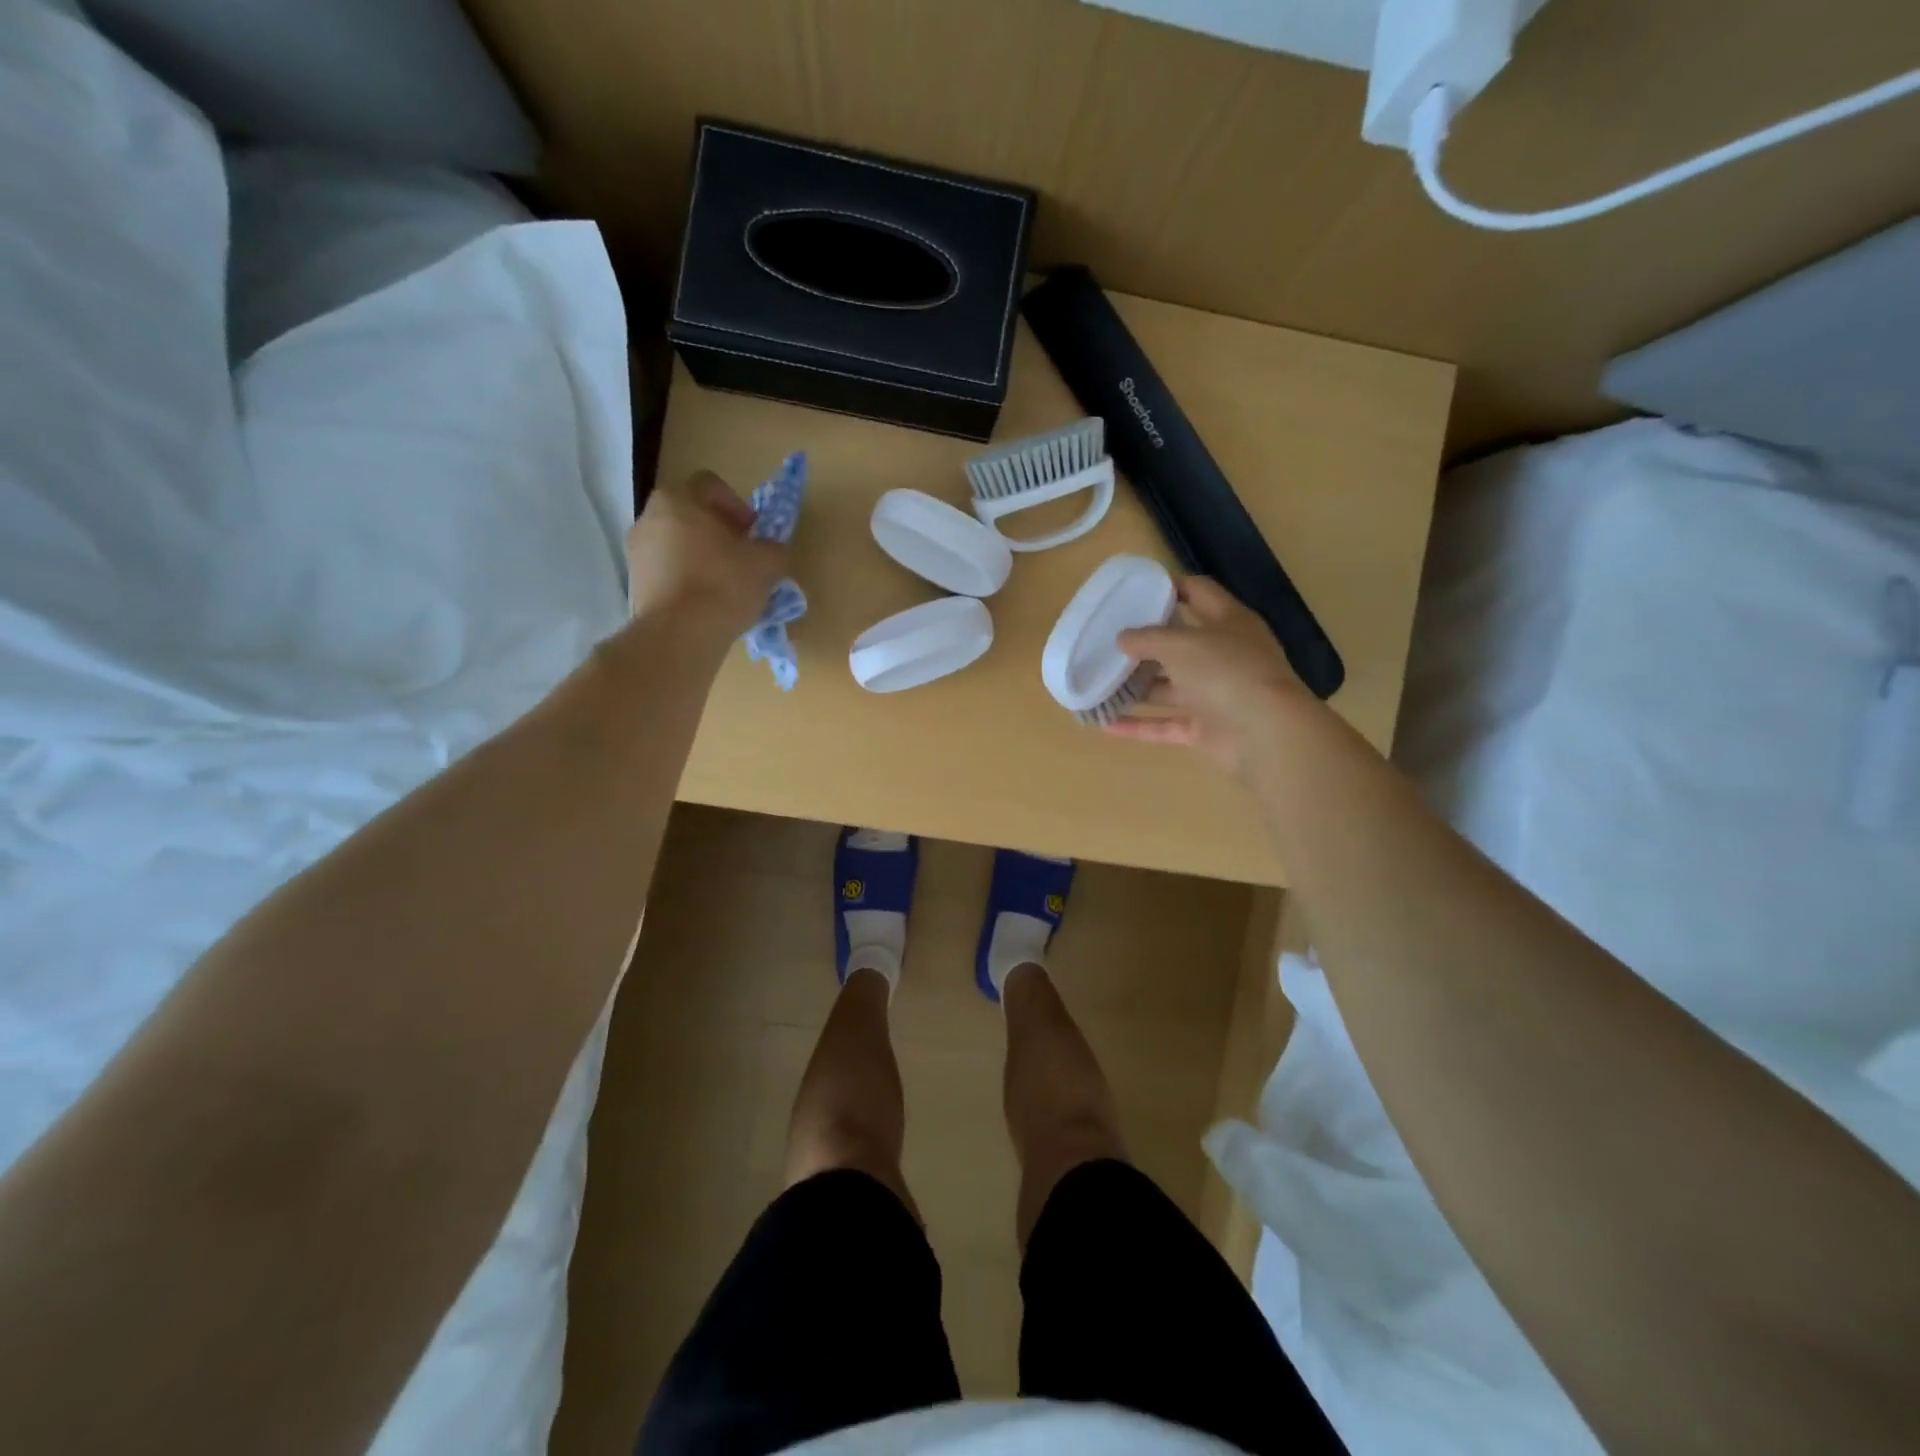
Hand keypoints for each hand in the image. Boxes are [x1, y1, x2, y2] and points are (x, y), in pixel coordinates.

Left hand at [625, 470, 787, 639]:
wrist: (680, 634)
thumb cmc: (724, 584)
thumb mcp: (767, 563)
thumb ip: (774, 549)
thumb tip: (772, 551)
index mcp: (678, 499)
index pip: (710, 485)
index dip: (738, 506)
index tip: (753, 533)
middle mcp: (649, 517)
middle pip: (690, 515)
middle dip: (718, 532)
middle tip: (742, 557)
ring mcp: (636, 552)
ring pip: (677, 544)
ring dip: (701, 557)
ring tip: (725, 585)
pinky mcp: (634, 584)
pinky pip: (667, 572)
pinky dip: (686, 580)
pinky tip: (706, 602)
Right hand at [1106, 577, 1311, 774]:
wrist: (1265, 733)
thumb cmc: (1225, 671)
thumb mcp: (1180, 643)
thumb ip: (1147, 638)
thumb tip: (1122, 638)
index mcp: (1229, 622)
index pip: (1199, 592)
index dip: (1170, 587)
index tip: (1134, 591)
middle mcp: (1224, 656)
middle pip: (1180, 644)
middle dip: (1145, 644)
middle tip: (1107, 640)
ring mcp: (1216, 695)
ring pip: (1169, 688)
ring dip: (1136, 687)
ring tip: (1099, 681)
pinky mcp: (1206, 729)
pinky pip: (1165, 725)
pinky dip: (1138, 725)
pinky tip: (1105, 724)